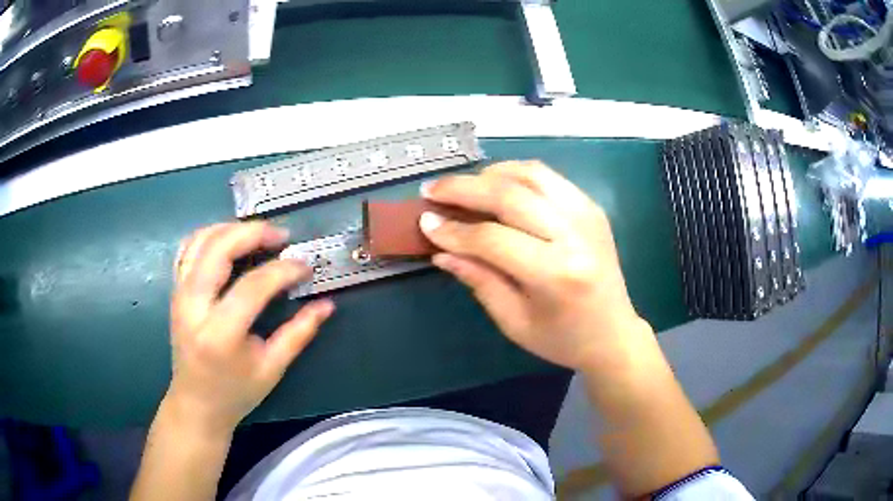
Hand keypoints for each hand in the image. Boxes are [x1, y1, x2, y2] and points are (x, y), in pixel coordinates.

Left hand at [167, 222, 333, 434]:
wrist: (196, 403)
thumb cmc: (236, 392)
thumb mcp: (272, 368)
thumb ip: (299, 334)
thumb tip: (327, 305)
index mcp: (220, 334)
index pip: (253, 285)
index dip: (283, 270)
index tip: (305, 266)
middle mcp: (193, 307)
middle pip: (219, 249)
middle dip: (254, 233)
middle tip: (282, 236)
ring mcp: (179, 295)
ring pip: (200, 240)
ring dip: (231, 228)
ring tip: (258, 233)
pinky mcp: (175, 291)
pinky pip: (187, 248)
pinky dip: (209, 235)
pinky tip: (229, 239)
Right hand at [420, 161, 649, 371]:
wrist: (614, 334)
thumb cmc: (562, 338)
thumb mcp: (514, 322)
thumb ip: (478, 280)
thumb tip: (440, 249)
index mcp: (557, 274)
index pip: (494, 239)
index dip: (454, 230)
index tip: (425, 222)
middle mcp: (575, 235)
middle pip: (510, 195)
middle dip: (464, 188)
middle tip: (431, 190)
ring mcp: (588, 214)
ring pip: (530, 174)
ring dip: (489, 174)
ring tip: (462, 187)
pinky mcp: (592, 207)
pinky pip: (548, 177)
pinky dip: (515, 174)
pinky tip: (496, 186)